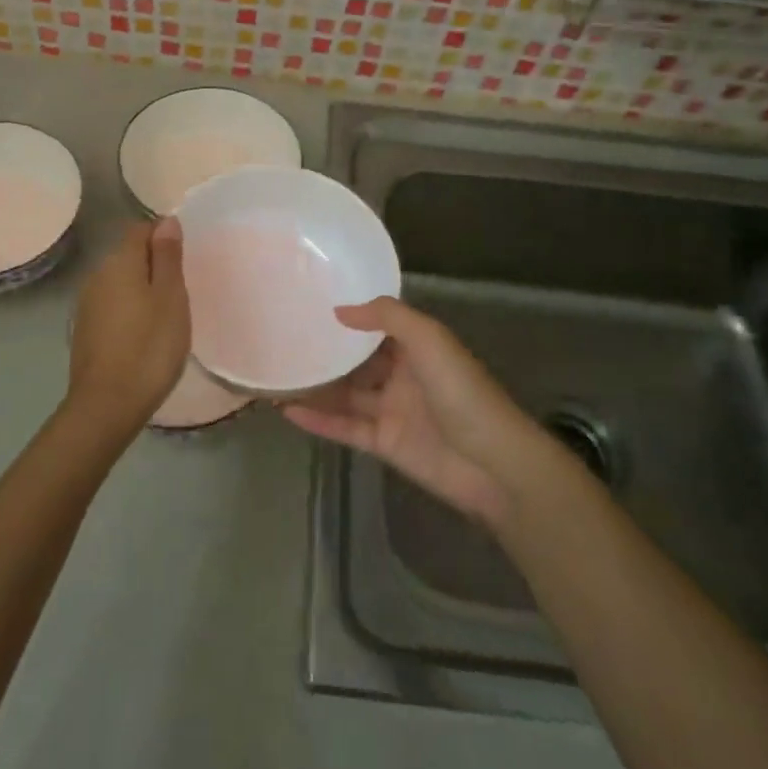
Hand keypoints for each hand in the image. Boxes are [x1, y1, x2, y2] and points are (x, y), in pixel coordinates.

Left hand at [65, 219, 189, 438]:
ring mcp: (87, 304)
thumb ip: (168, 257)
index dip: (163, 237)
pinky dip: (129, 311)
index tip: (184, 262)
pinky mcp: (85, 330)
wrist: (107, 405)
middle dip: (154, 265)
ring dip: (141, 290)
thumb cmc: (149, 347)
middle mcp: (97, 275)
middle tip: (181, 292)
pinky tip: (143, 335)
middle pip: (128, 255)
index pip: (140, 230)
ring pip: (119, 282)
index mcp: (119, 262)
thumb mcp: (170, 298)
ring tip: (166, 316)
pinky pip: (112, 306)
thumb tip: (166, 221)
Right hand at [284, 298, 542, 526]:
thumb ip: (387, 317)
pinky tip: (287, 409)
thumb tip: (340, 309)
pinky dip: (318, 420)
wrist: (492, 463)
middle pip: (356, 361)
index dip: (348, 317)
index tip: (311, 304)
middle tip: (283, 339)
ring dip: (315, 387)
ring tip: (275, 374)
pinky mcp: (383, 443)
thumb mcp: (429, 339)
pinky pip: (344, 427)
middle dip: (326, 352)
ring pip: (346, 394)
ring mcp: (391, 410)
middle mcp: (402, 375)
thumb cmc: (462, 392)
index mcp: (417, 347)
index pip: (377, 327)